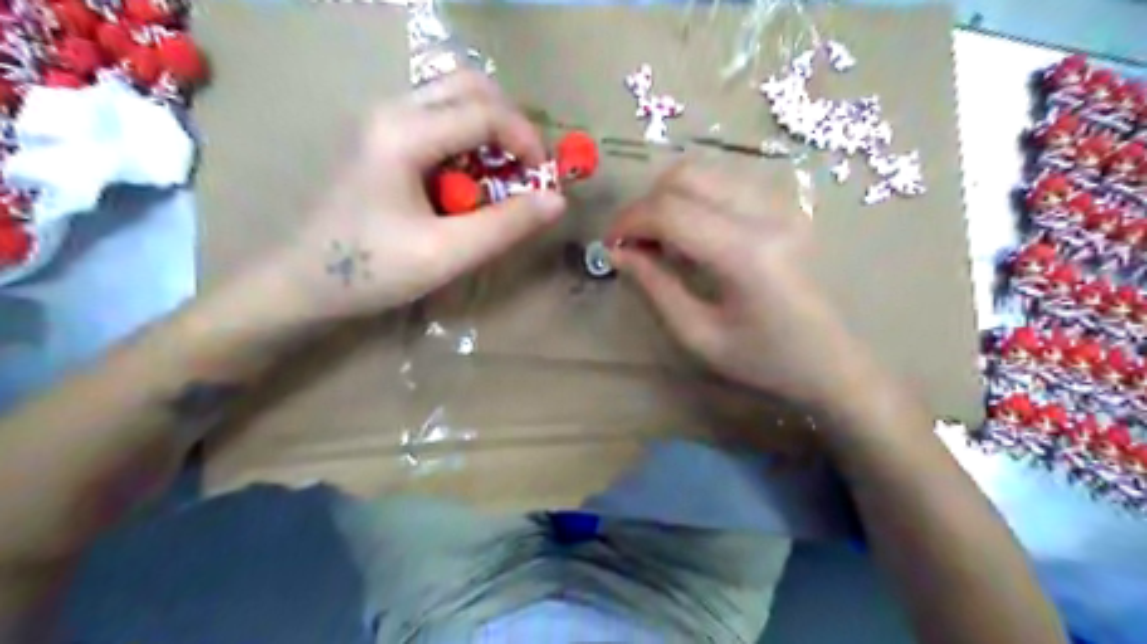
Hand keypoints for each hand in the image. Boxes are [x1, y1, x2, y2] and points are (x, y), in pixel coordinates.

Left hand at [258, 70, 562, 322]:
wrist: (305, 281)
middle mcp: (393, 110)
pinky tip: (470, 181)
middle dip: (511, 125)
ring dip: (491, 130)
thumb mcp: (446, 254)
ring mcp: (385, 120)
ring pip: (455, 97)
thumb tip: (557, 200)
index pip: (486, 112)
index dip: (527, 142)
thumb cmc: (372, 270)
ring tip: (503, 177)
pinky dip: (470, 140)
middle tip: (527, 170)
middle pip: (471, 86)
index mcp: (404, 133)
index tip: (545, 182)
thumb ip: (505, 225)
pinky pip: (440, 118)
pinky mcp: (384, 137)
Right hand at [608, 164, 879, 409]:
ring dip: (668, 198)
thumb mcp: (697, 336)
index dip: (628, 221)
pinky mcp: (786, 206)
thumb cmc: (763, 360)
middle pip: (685, 176)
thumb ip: (654, 287)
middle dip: (646, 204)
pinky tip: (693, 235)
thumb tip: (617, 252)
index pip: (670, 211)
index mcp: (746, 254)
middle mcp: (766, 215)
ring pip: (704, 172)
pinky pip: (725, 183)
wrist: (831, 362)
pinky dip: (694, 199)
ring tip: (660, 240)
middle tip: (633, 243)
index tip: (609, 246)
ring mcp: (781, 205)